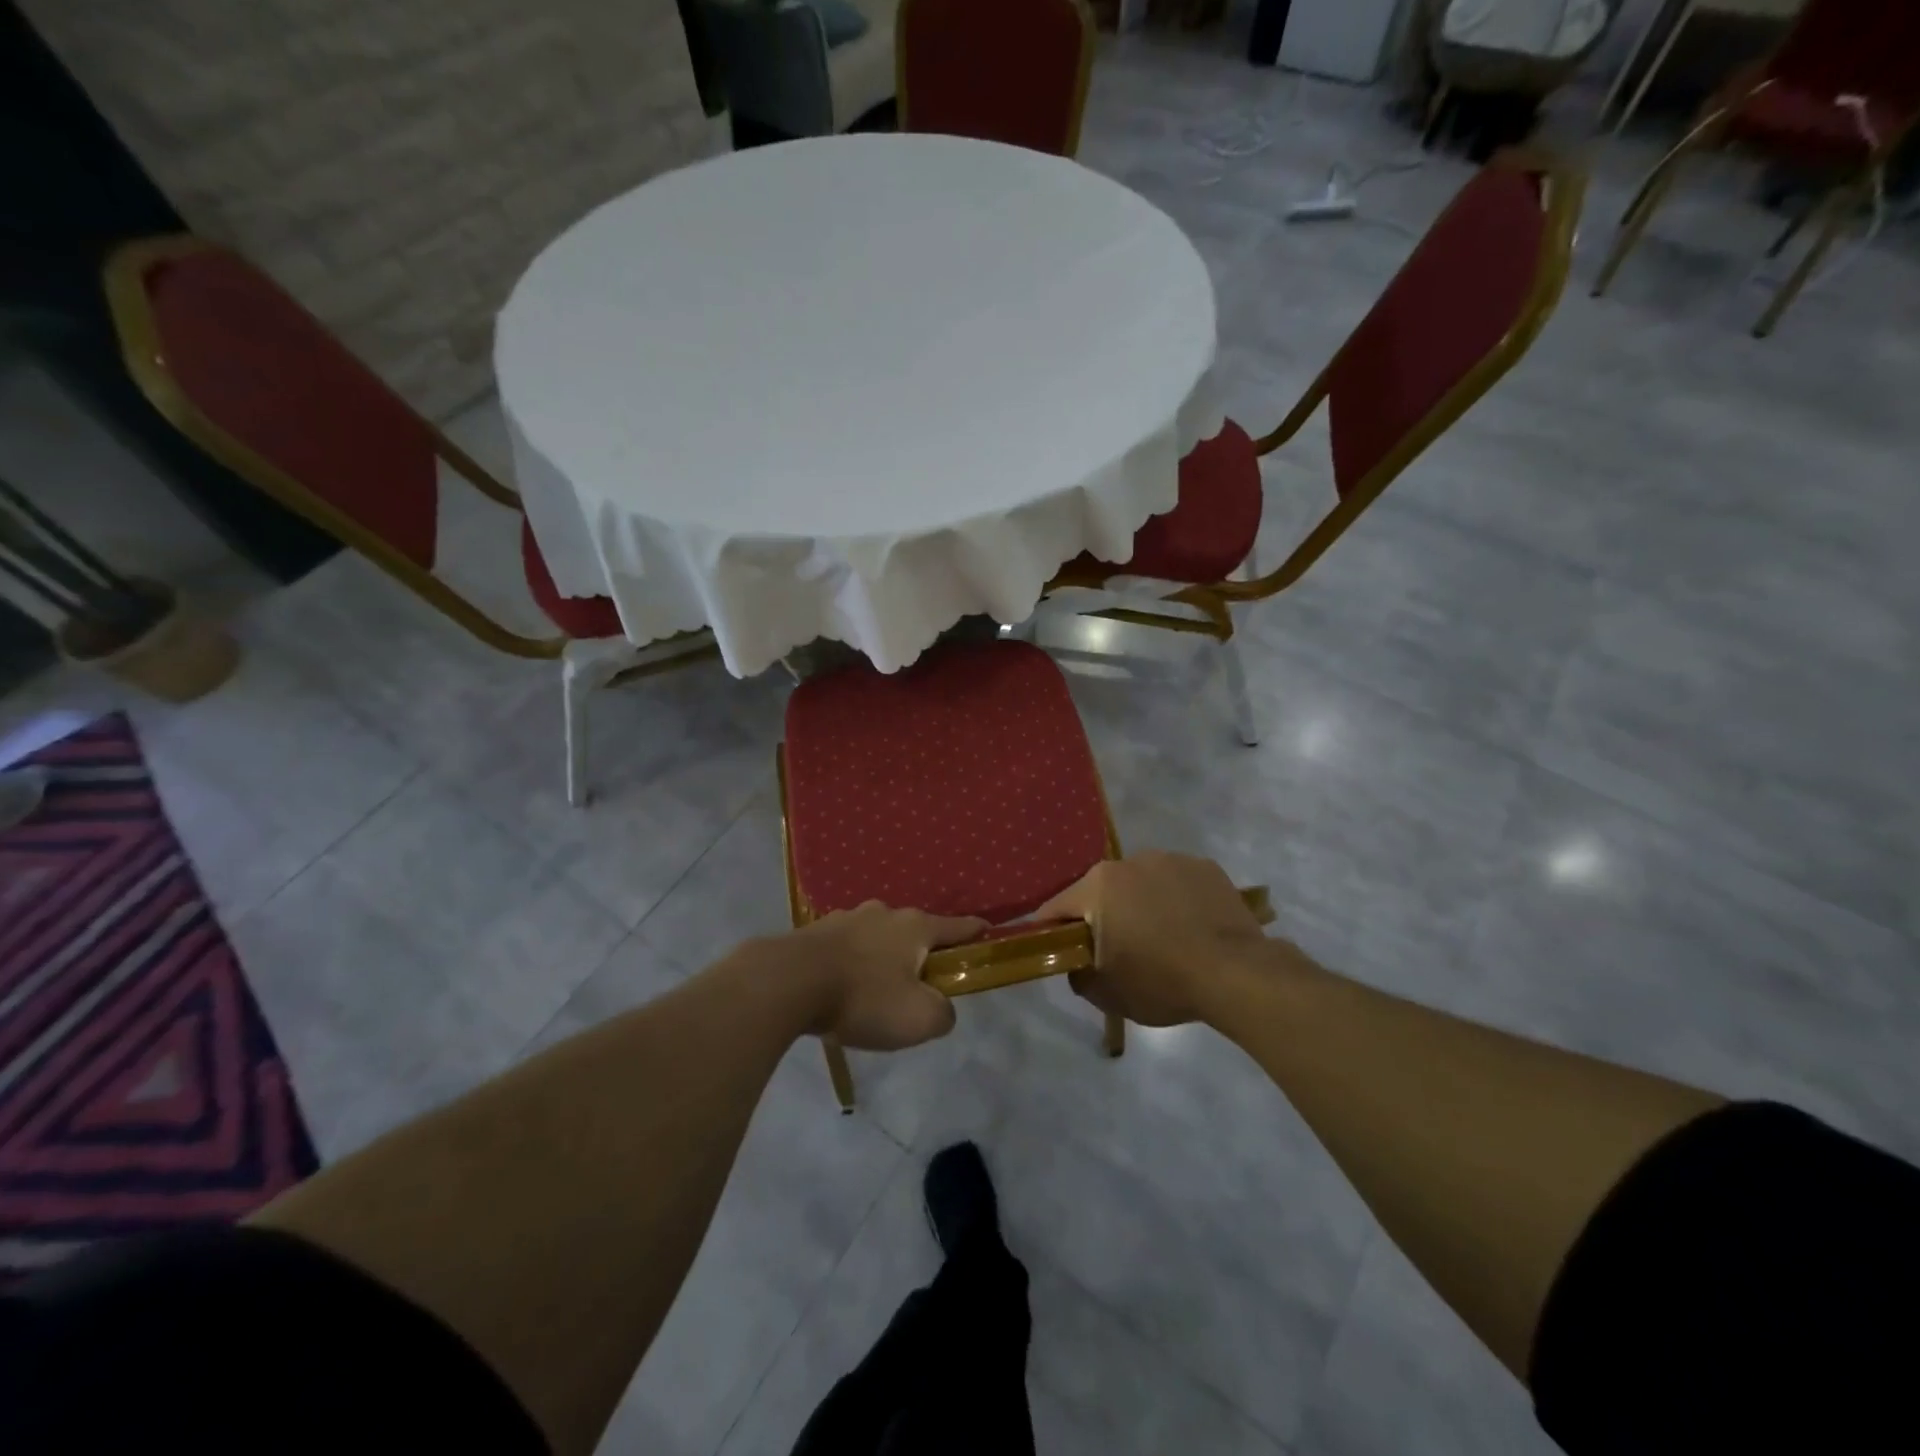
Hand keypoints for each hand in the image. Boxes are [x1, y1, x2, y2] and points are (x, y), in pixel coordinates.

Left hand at [783, 903, 988, 1050]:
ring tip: (874, 991)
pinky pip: (846, 947)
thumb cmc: (863, 998)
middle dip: (921, 954)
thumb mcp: (919, 1019)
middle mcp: (885, 913)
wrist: (788, 982)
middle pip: (915, 932)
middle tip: (918, 986)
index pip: (957, 927)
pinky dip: (852, 963)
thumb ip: (943, 1014)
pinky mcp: (816, 932)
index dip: (975, 932)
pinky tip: (842, 987)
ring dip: (882, 958)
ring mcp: (847, 918)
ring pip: (877, 937)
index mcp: (916, 927)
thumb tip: (940, 1008)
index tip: (987, 931)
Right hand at [1036, 852, 1270, 1025]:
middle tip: (1118, 950)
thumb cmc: (1161, 981)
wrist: (1235, 973)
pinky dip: (1176, 900)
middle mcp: (1128, 861)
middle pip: (1100, 891)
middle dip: (1102, 916)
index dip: (1053, 931)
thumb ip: (1078, 973)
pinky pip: (1177, 883)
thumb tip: (1077, 961)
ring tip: (1162, 938)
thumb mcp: (1106, 993)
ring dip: (1140, 904)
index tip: (1062, 952)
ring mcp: (1170, 859)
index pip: (1057, 907)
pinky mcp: (1204, 866)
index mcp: (1097, 886)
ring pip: (1141, 883)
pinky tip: (1191, 927)